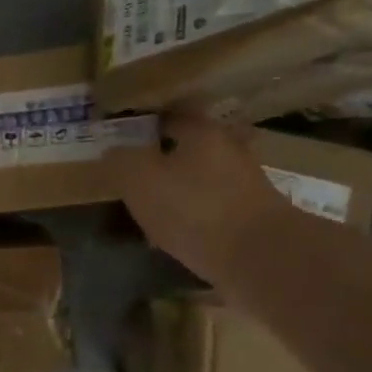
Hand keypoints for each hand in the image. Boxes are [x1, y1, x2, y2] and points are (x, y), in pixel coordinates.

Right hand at [104, 113, 291, 276]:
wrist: (260, 257)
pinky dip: (191, 214)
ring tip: (149, 204)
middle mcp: (228, 148)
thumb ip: (121, 161)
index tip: (120, 135)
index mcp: (201, 131)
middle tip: (132, 171)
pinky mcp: (250, 215)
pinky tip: (173, 231)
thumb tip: (111, 150)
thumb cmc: (194, 208)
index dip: (142, 122)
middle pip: (187, 146)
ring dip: (177, 187)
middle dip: (161, 156)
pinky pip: (210, 206)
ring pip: (200, 177)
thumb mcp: (140, 180)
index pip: (168, 113)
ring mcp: (244, 183)